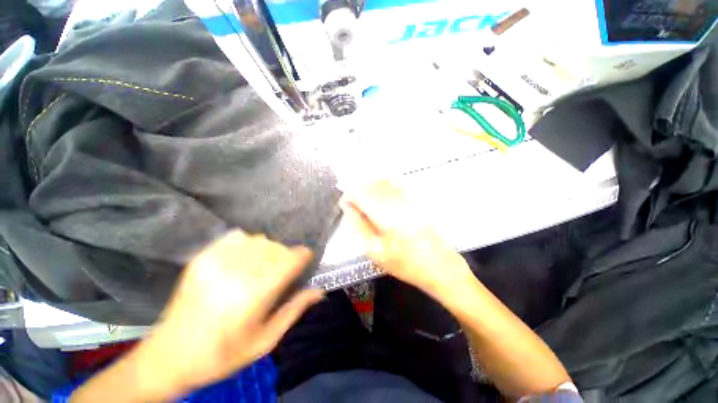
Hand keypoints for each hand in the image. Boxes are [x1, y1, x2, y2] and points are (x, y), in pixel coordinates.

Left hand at [139, 232, 323, 395]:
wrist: (168, 357)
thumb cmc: (222, 355)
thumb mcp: (265, 341)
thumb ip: (294, 311)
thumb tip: (318, 291)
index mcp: (255, 295)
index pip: (291, 259)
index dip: (303, 256)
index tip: (306, 261)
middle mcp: (237, 272)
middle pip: (278, 247)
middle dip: (287, 256)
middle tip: (284, 271)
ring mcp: (217, 262)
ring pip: (260, 239)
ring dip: (270, 249)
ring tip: (265, 265)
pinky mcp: (202, 258)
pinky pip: (237, 237)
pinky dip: (249, 242)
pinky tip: (246, 257)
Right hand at [340, 181, 472, 295]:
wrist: (439, 266)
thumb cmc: (405, 264)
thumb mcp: (376, 251)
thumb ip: (360, 226)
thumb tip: (348, 208)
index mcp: (387, 217)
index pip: (361, 194)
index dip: (349, 195)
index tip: (344, 203)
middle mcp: (398, 202)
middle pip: (372, 184)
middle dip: (358, 190)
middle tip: (353, 203)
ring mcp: (410, 199)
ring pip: (383, 182)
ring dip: (370, 186)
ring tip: (365, 199)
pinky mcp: (416, 199)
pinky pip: (397, 184)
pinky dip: (384, 185)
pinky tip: (380, 192)